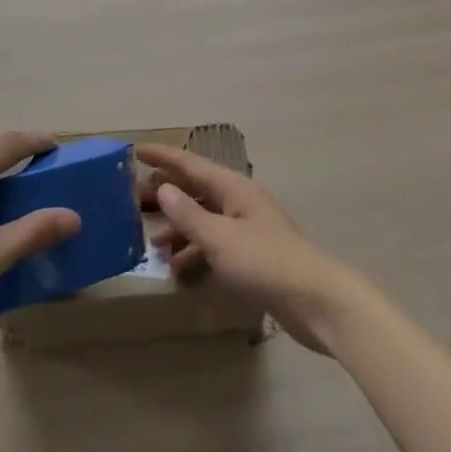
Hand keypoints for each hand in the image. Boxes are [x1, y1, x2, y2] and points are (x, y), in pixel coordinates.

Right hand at [136, 143, 366, 355]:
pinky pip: (215, 246)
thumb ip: (188, 214)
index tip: (135, 151)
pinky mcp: (253, 256)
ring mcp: (247, 229)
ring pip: (205, 220)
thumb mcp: (220, 239)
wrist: (317, 301)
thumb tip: (163, 188)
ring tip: (153, 244)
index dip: (162, 157)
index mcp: (233, 188)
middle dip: (167, 195)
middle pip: (196, 190)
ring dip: (180, 229)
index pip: (190, 164)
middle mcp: (239, 201)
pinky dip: (196, 254)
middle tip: (134, 202)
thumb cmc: (266, 262)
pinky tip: (180, 272)